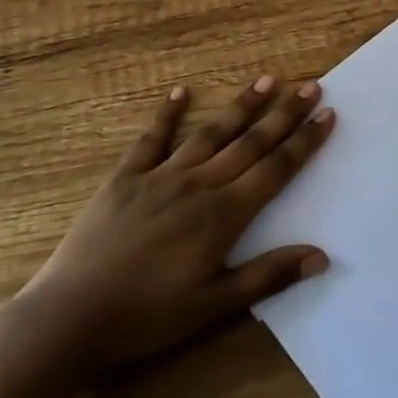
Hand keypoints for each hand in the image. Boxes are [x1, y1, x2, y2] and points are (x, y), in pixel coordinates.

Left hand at [22, 76, 333, 370]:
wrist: (70, 316)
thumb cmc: (147, 318)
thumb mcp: (212, 308)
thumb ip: (266, 277)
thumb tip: (321, 256)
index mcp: (223, 215)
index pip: (275, 170)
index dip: (304, 142)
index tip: (327, 114)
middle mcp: (199, 184)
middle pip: (251, 142)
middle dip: (284, 113)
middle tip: (311, 85)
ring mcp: (161, 175)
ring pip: (211, 132)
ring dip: (241, 106)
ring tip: (266, 80)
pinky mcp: (126, 176)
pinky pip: (152, 138)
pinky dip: (167, 113)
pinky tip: (180, 91)